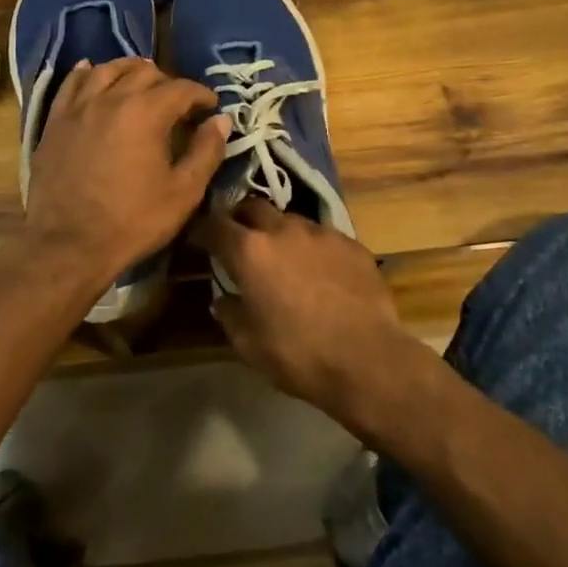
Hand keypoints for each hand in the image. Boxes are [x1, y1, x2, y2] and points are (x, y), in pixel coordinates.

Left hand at [23, 58, 228, 294]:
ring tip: (141, 80)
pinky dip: (86, 73)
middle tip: (179, 102)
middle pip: (144, 72)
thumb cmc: (132, 221)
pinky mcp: (55, 121)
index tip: (211, 107)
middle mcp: (111, 98)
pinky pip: (71, 83)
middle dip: (168, 81)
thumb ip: (206, 151)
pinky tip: (92, 72)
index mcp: (146, 112)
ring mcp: (79, 107)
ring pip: (107, 69)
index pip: (181, 88)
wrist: (68, 245)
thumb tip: (221, 120)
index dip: (201, 94)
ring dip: (129, 70)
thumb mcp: (183, 192)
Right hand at [194, 199, 422, 427]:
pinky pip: (324, 238)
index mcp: (250, 251)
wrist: (368, 359)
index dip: (203, 229)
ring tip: (285, 259)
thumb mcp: (248, 344)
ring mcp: (321, 233)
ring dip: (280, 233)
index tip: (199, 238)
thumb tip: (223, 299)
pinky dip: (314, 249)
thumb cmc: (298, 354)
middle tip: (241, 240)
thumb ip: (230, 314)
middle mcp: (283, 230)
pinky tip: (322, 274)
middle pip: (253, 207)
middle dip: (242, 219)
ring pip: (291, 220)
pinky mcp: (352, 243)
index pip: (215, 224)